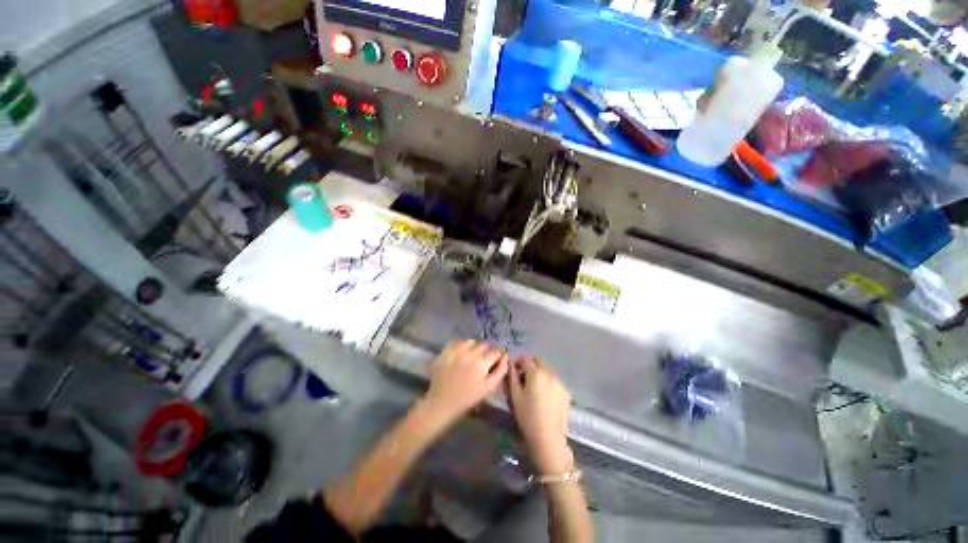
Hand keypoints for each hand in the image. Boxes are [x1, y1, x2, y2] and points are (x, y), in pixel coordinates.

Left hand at [423, 341, 509, 423]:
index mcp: (482, 362)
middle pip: (484, 345)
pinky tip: (461, 355)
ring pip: (471, 342)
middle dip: (486, 352)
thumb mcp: (488, 388)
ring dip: (474, 347)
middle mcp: (470, 352)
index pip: (496, 351)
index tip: (495, 362)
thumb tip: (506, 357)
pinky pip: (458, 342)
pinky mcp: (446, 351)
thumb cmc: (467, 398)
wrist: (441, 402)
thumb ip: (500, 371)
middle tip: (482, 362)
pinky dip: (462, 346)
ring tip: (471, 357)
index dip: (497, 356)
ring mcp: (457, 350)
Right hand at [508, 357, 573, 474]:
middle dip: (529, 366)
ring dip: (539, 374)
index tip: (514, 372)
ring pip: (546, 370)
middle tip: (524, 380)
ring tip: (534, 389)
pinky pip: (554, 380)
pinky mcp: (565, 391)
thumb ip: (512, 376)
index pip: (525, 358)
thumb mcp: (515, 395)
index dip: (518, 363)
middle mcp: (549, 372)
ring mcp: (559, 381)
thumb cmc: (527, 416)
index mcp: (536, 372)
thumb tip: (511, 364)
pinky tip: (544, 397)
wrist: (548, 438)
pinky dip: (547, 382)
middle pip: (538, 361)